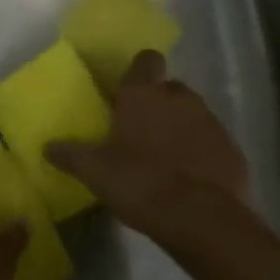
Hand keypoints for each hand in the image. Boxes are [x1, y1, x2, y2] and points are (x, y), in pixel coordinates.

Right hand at [47, 50, 260, 253]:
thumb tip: (47, 147)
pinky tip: (189, 178)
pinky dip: (201, 153)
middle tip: (140, 131)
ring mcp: (211, 122)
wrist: (202, 219)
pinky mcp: (233, 149)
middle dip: (157, 104)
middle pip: (169, 88)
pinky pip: (211, 142)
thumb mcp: (95, 172)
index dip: (138, 72)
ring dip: (180, 128)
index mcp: (144, 94)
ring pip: (192, 114)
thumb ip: (70, 155)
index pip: (146, 60)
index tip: (127, 93)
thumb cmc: (140, 182)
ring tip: (164, 158)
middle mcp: (180, 98)